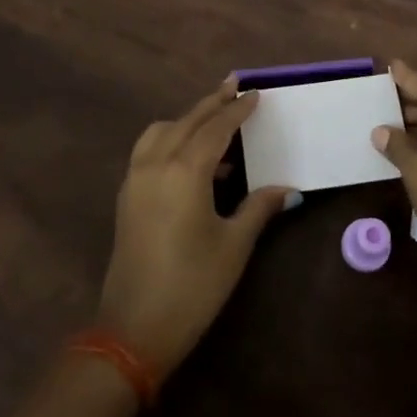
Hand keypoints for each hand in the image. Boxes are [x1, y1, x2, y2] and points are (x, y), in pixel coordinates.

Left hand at [98, 76, 295, 374]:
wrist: (134, 329)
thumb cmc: (193, 285)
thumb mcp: (234, 245)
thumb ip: (259, 208)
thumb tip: (289, 189)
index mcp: (184, 170)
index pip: (216, 128)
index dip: (237, 110)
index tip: (255, 94)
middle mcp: (155, 164)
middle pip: (187, 121)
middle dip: (212, 103)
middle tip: (234, 86)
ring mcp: (135, 179)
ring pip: (162, 131)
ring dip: (188, 120)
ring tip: (216, 125)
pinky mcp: (126, 196)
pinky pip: (148, 150)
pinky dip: (170, 139)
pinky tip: (192, 160)